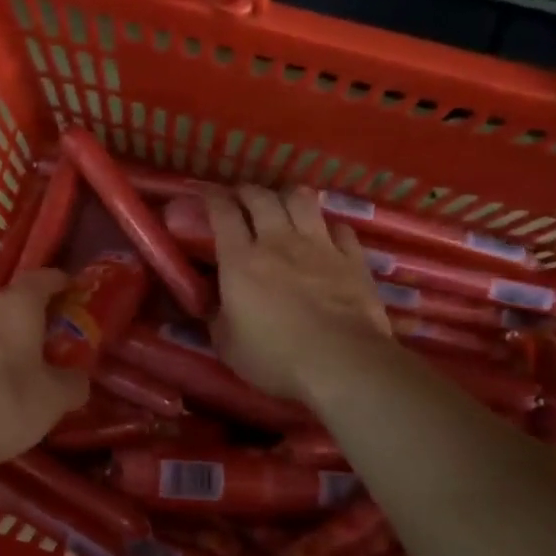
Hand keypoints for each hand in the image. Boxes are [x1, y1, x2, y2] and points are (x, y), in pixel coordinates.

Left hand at [0, 269, 89, 468]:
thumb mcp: (51, 400)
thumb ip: (72, 384)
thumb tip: (78, 378)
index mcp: (16, 306)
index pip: (42, 278)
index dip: (60, 283)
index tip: (73, 291)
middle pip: (12, 302)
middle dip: (34, 317)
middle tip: (52, 340)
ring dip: (5, 340)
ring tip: (22, 367)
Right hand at [205, 186, 390, 402]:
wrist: (342, 363)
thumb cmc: (275, 358)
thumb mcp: (227, 345)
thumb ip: (215, 316)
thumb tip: (207, 302)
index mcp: (241, 261)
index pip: (222, 212)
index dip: (210, 196)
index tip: (203, 193)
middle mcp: (278, 241)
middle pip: (260, 197)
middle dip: (246, 191)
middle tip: (240, 199)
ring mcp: (319, 246)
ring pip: (301, 199)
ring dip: (286, 196)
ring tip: (282, 204)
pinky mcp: (352, 258)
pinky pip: (339, 227)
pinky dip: (327, 226)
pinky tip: (325, 235)